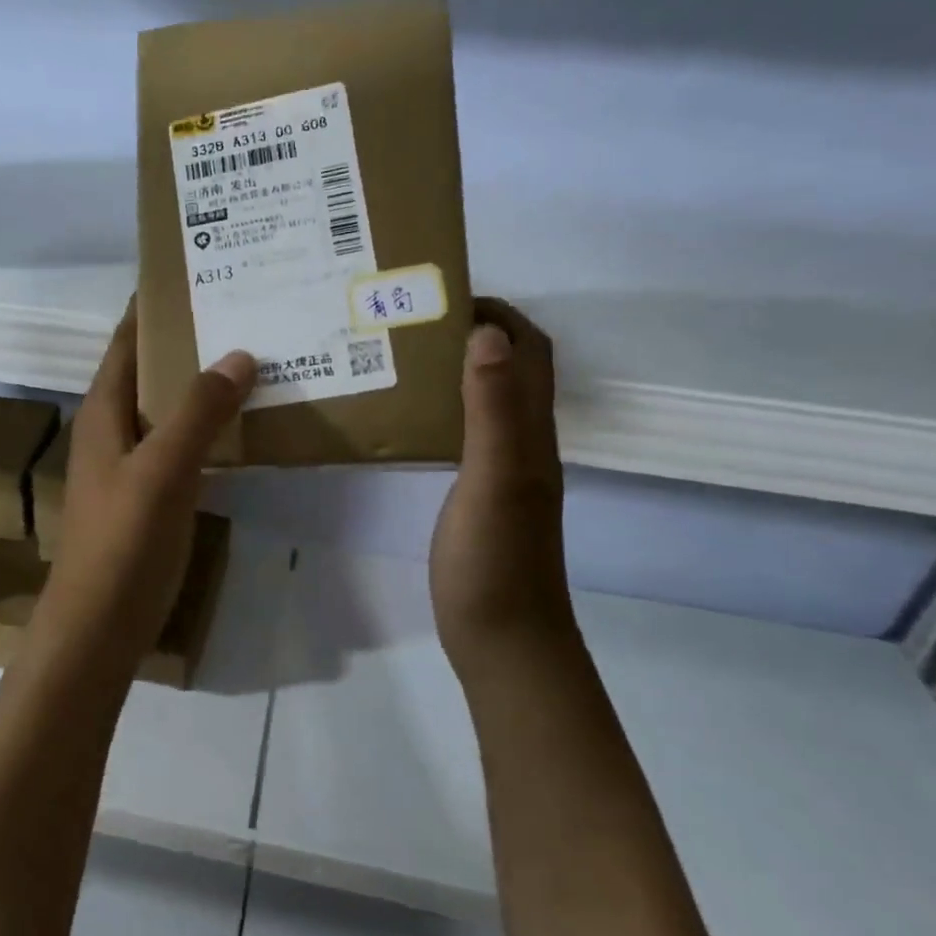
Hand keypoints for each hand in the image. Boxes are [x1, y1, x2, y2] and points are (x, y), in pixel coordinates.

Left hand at [38, 306, 254, 663]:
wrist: (100, 625)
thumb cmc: (123, 541)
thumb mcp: (163, 469)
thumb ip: (199, 411)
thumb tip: (238, 354)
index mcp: (104, 411)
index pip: (125, 341)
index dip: (150, 307)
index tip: (192, 274)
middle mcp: (113, 430)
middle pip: (149, 370)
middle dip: (187, 340)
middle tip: (241, 311)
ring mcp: (130, 466)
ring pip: (168, 409)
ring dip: (201, 385)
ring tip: (253, 358)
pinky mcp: (149, 497)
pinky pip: (181, 446)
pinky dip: (208, 428)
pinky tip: (243, 427)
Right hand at [430, 298, 572, 684]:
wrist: (504, 640)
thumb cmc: (494, 561)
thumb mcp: (493, 479)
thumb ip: (492, 410)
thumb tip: (486, 333)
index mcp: (531, 431)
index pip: (528, 350)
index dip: (498, 313)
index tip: (444, 295)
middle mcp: (524, 442)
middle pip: (513, 368)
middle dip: (476, 331)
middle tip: (416, 321)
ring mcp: (504, 470)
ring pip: (489, 399)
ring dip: (458, 368)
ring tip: (404, 356)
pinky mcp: (482, 494)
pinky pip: (469, 432)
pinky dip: (447, 408)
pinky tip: (409, 416)